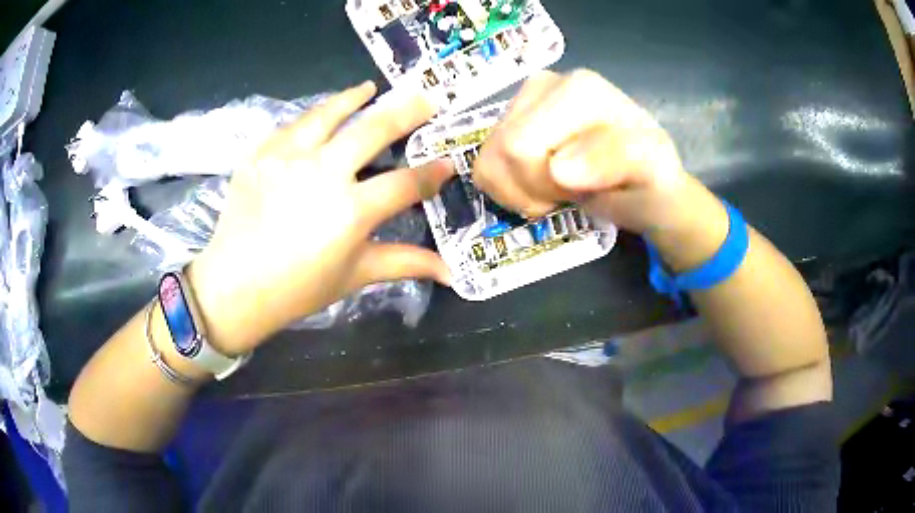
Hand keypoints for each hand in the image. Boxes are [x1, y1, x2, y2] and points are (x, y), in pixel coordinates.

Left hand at [187, 82, 452, 354]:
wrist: (234, 286)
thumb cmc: (297, 289)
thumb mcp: (355, 275)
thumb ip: (404, 263)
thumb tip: (451, 272)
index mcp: (351, 210)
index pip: (405, 183)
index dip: (432, 173)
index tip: (448, 163)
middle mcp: (323, 173)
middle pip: (373, 130)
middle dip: (406, 112)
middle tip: (424, 99)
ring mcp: (288, 157)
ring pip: (328, 114)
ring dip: (353, 98)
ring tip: (369, 88)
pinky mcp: (260, 154)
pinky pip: (291, 126)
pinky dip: (310, 117)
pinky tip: (319, 115)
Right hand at [473, 70, 727, 268]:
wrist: (644, 182)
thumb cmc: (649, 180)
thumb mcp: (651, 173)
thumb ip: (613, 162)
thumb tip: (558, 169)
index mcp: (578, 89)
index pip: (522, 147)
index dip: (543, 185)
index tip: (578, 192)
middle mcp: (543, 83)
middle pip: (500, 152)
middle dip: (531, 188)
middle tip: (567, 192)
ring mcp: (523, 100)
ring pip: (486, 160)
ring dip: (519, 190)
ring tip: (555, 189)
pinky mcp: (511, 119)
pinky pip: (483, 163)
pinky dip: (507, 186)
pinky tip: (538, 185)